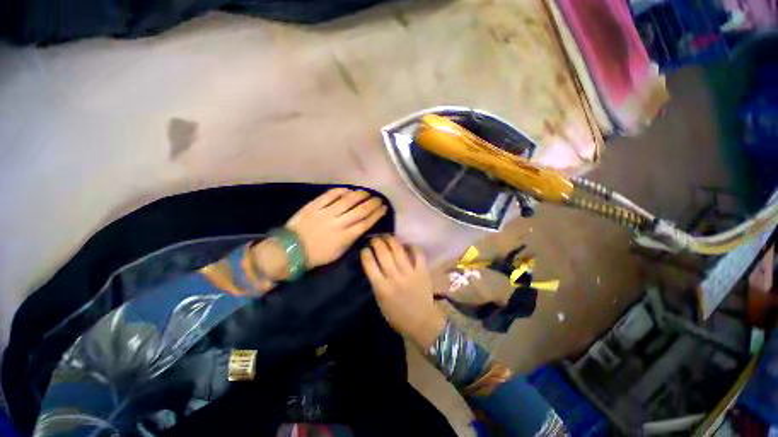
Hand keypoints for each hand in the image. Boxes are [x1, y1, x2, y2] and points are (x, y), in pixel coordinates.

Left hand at [286, 188, 386, 268]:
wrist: (291, 250)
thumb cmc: (317, 255)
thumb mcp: (339, 252)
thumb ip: (351, 239)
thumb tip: (361, 226)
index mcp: (345, 237)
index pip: (366, 223)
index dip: (377, 214)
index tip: (383, 208)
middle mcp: (338, 223)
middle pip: (360, 210)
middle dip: (372, 203)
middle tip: (378, 199)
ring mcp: (325, 213)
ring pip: (347, 200)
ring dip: (360, 195)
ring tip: (366, 192)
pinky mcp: (314, 206)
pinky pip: (330, 195)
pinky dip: (341, 191)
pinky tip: (348, 189)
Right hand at [360, 236, 446, 348]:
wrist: (422, 322)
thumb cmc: (397, 315)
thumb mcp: (380, 301)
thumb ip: (376, 282)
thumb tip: (373, 263)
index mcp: (382, 288)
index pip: (370, 264)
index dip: (365, 253)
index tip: (365, 249)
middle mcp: (395, 278)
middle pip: (383, 253)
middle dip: (377, 242)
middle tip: (375, 238)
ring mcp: (410, 273)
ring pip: (398, 249)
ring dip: (391, 239)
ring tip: (387, 236)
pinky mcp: (422, 271)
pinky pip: (418, 253)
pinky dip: (412, 246)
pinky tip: (406, 244)